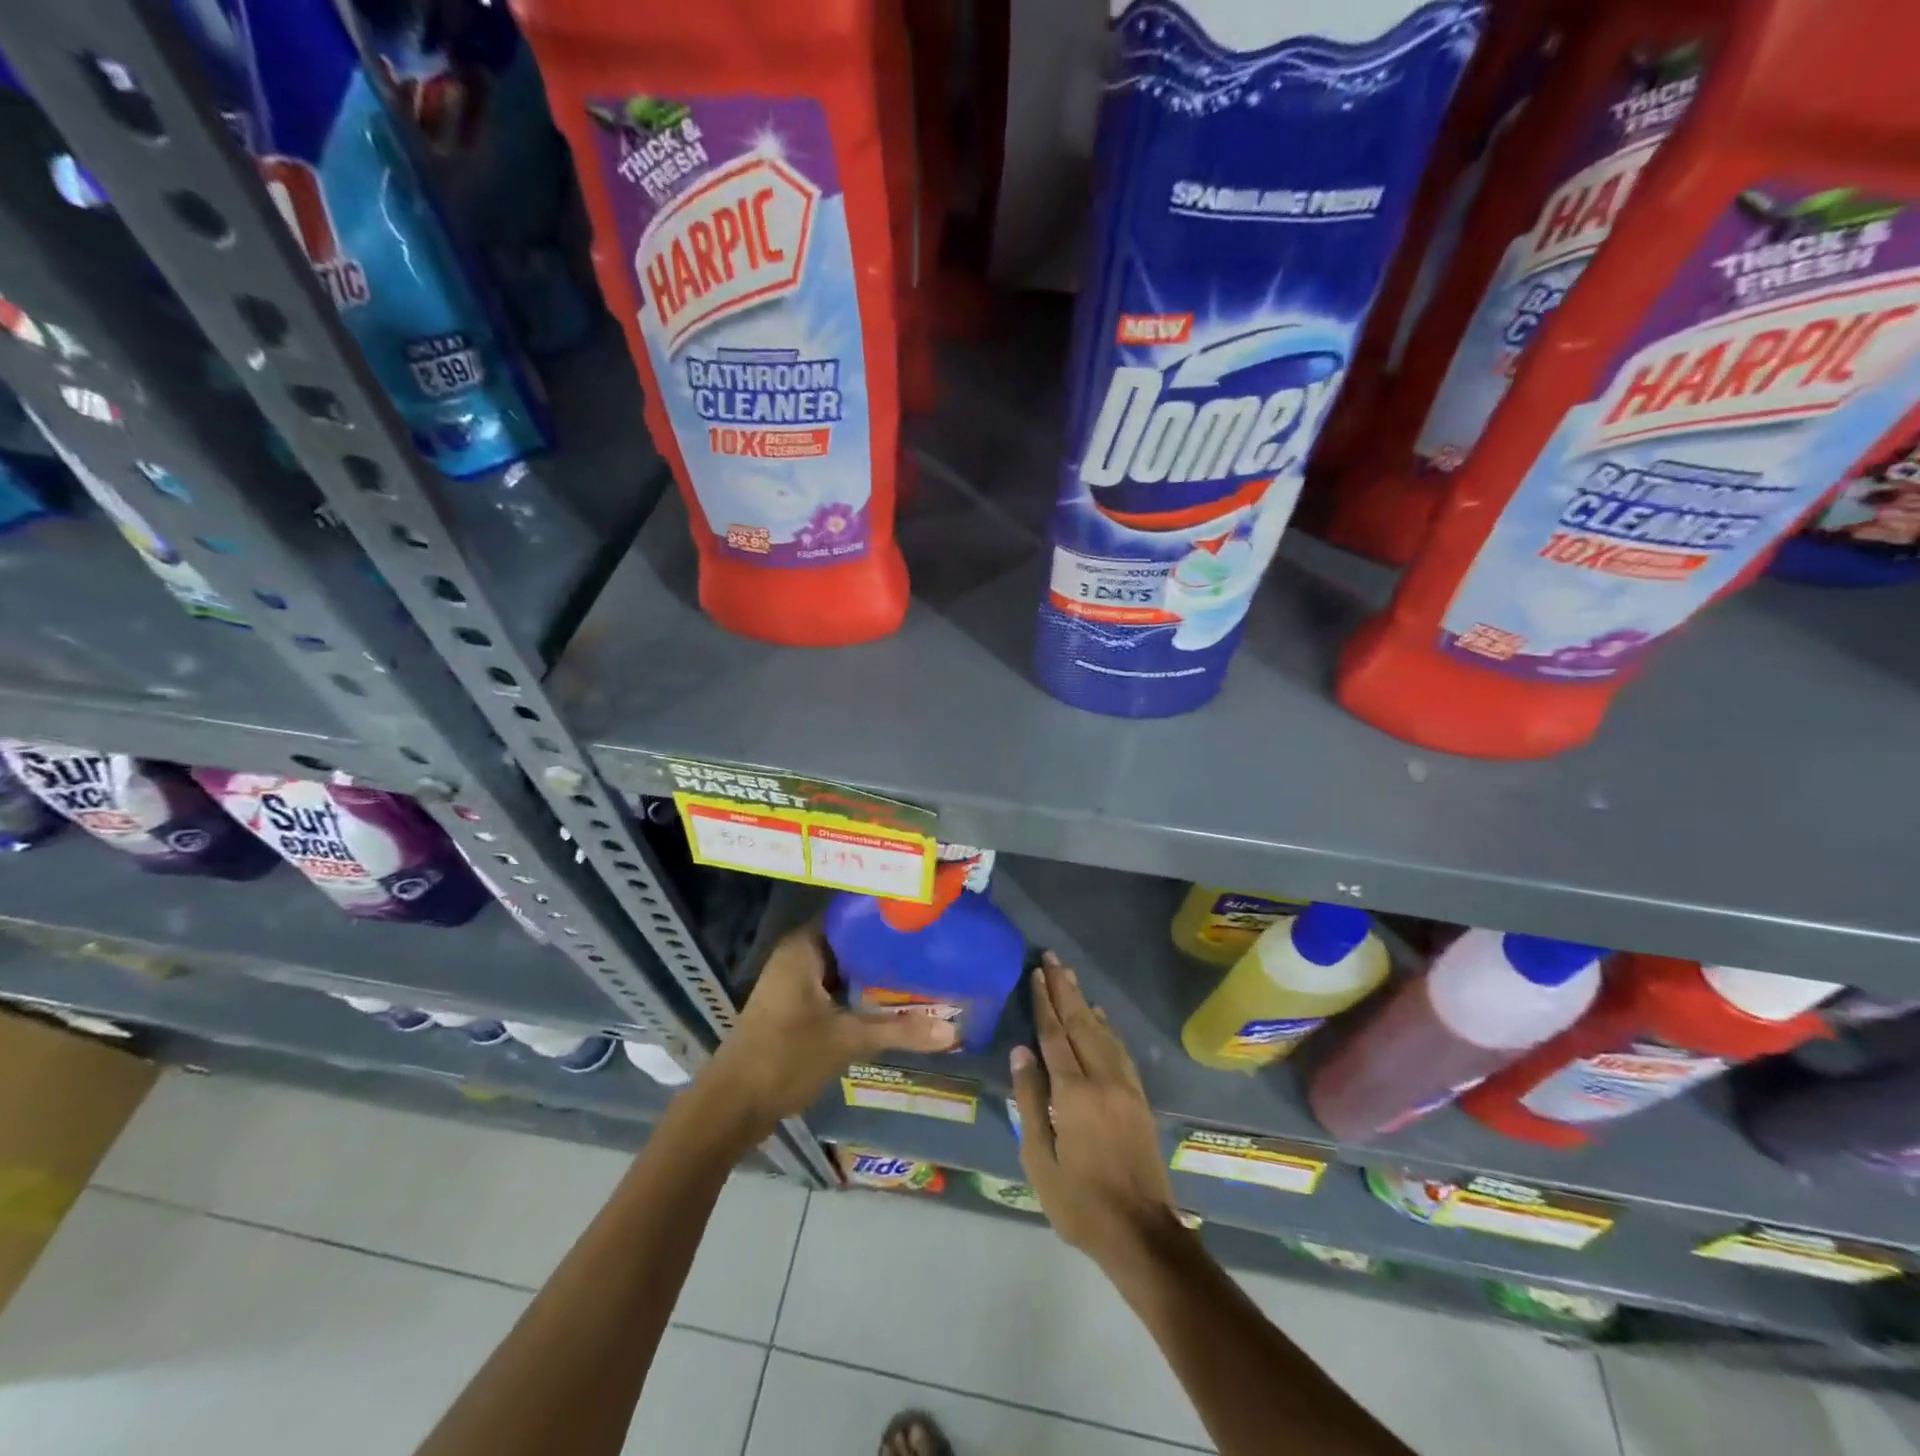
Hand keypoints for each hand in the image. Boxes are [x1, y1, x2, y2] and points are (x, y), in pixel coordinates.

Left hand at [698, 923, 956, 1140]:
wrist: (731, 1107)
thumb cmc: (785, 1057)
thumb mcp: (847, 1040)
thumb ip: (899, 1030)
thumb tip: (953, 1030)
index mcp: (803, 947)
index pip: (850, 915)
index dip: (884, 916)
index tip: (921, 917)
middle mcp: (797, 956)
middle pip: (850, 943)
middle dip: (887, 949)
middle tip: (931, 947)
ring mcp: (794, 984)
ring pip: (844, 970)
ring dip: (875, 975)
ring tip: (922, 972)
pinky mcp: (795, 1009)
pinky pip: (836, 990)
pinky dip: (860, 995)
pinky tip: (893, 1003)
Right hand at [1011, 955, 1180, 1268]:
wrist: (1141, 1233)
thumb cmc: (1079, 1202)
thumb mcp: (1039, 1159)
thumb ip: (1030, 1100)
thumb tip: (1021, 1052)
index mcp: (1073, 1093)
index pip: (1054, 1036)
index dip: (1044, 1002)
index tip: (1036, 973)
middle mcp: (1102, 1079)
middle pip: (1080, 1023)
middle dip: (1064, 989)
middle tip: (1052, 958)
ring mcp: (1125, 1086)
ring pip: (1101, 1032)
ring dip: (1084, 1001)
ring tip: (1070, 976)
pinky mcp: (1138, 1097)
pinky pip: (1119, 1049)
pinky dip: (1106, 1027)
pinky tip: (1099, 1016)